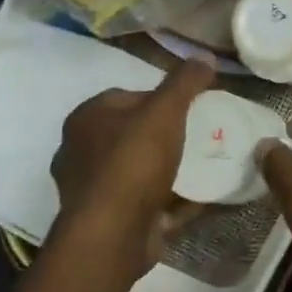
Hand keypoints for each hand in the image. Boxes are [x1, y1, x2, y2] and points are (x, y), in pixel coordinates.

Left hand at [50, 58, 213, 273]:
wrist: (112, 235)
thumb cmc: (133, 163)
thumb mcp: (165, 111)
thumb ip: (185, 82)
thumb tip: (204, 56)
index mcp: (86, 120)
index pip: (127, 97)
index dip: (162, 98)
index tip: (193, 106)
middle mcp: (83, 152)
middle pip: (135, 134)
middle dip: (168, 135)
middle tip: (204, 134)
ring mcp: (96, 190)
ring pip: (142, 170)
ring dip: (173, 168)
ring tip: (208, 164)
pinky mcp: (113, 220)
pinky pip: (151, 201)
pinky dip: (176, 198)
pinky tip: (205, 195)